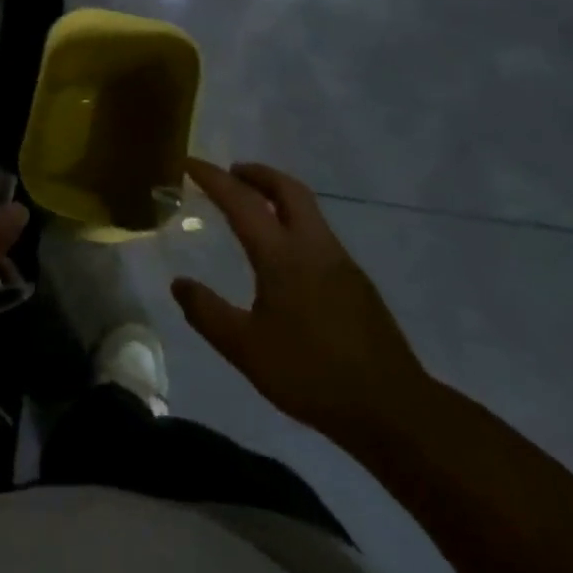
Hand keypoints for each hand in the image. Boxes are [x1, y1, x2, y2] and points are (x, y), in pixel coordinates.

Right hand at [171, 158, 429, 437]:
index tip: (190, 163)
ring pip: (308, 209)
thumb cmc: (312, 374)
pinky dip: (295, 223)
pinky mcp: (357, 283)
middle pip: (288, 189)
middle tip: (231, 173)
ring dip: (278, 196)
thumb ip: (207, 312)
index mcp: (282, 255)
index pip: (242, 201)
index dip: (213, 178)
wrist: (394, 410)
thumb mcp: (245, 349)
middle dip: (257, 174)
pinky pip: (319, 234)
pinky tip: (285, 255)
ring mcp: (341, 263)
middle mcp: (314, 247)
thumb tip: (179, 283)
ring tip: (254, 209)